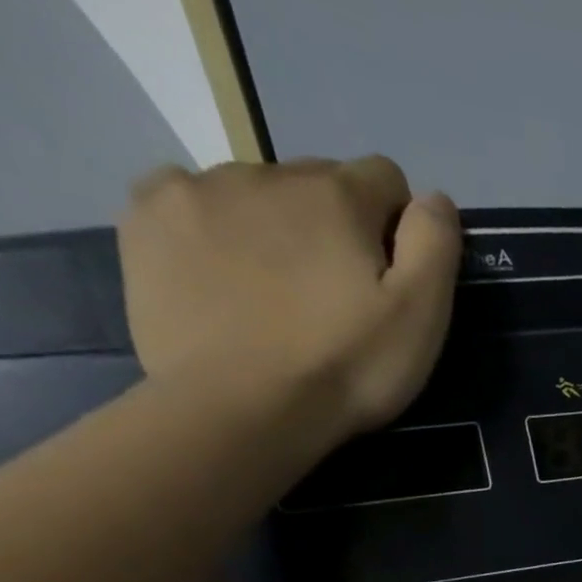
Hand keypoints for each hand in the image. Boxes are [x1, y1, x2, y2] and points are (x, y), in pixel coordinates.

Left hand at [118, 156, 460, 445]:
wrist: (242, 408)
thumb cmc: (346, 367)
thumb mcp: (421, 317)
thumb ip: (434, 245)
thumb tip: (434, 199)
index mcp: (337, 195)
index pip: (385, 179)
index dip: (397, 227)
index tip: (390, 280)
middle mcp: (265, 173)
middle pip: (318, 184)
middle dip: (335, 227)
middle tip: (335, 298)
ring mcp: (196, 189)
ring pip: (255, 193)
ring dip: (275, 229)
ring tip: (277, 297)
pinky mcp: (146, 218)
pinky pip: (189, 201)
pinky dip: (212, 230)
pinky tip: (222, 279)